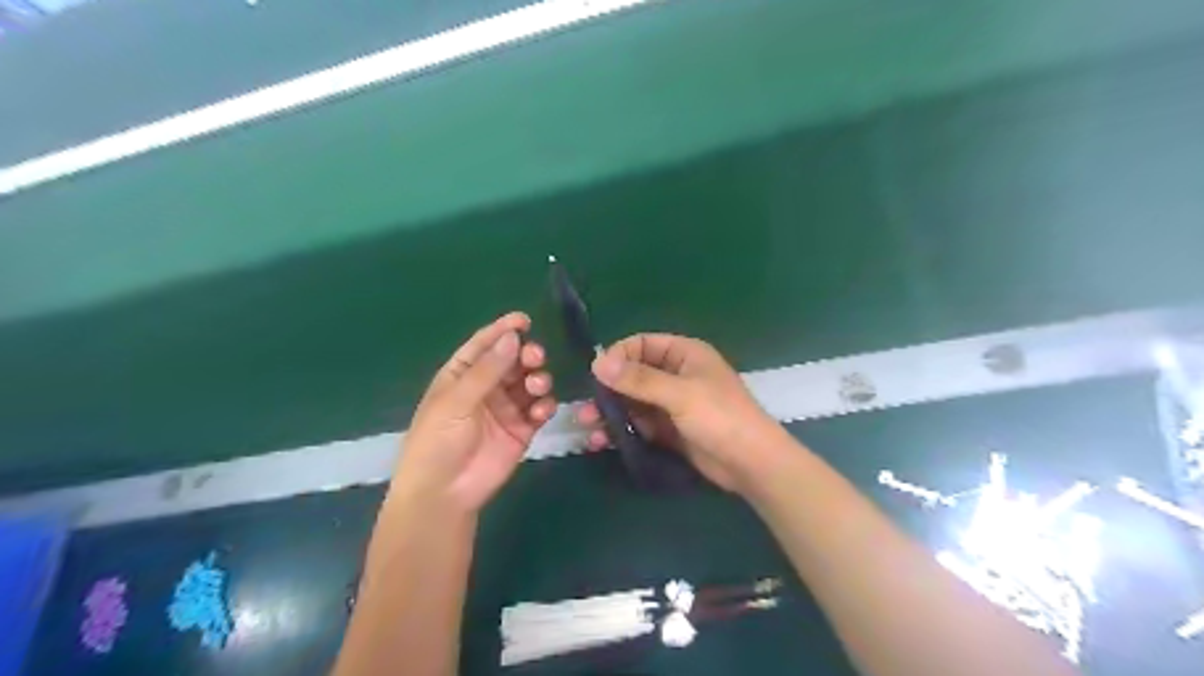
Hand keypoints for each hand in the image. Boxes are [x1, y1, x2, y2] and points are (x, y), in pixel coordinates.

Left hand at [400, 312, 556, 511]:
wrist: (443, 493)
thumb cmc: (437, 441)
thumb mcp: (456, 401)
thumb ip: (487, 370)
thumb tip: (513, 337)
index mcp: (461, 375)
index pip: (483, 346)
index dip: (502, 330)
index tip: (524, 319)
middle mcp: (485, 388)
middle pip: (512, 361)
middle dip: (526, 355)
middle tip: (535, 356)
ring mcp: (505, 409)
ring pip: (529, 383)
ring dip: (537, 378)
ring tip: (537, 385)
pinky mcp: (522, 430)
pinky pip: (539, 410)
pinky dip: (544, 405)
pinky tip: (540, 410)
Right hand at [575, 330, 786, 491]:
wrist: (751, 463)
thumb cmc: (720, 417)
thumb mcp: (679, 394)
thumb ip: (638, 379)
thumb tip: (597, 362)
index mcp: (684, 354)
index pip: (642, 344)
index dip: (618, 356)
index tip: (596, 374)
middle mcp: (676, 375)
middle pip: (634, 375)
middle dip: (609, 390)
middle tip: (585, 408)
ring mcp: (673, 404)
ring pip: (634, 402)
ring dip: (612, 413)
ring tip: (588, 428)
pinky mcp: (671, 430)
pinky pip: (641, 424)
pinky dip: (623, 430)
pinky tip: (603, 441)